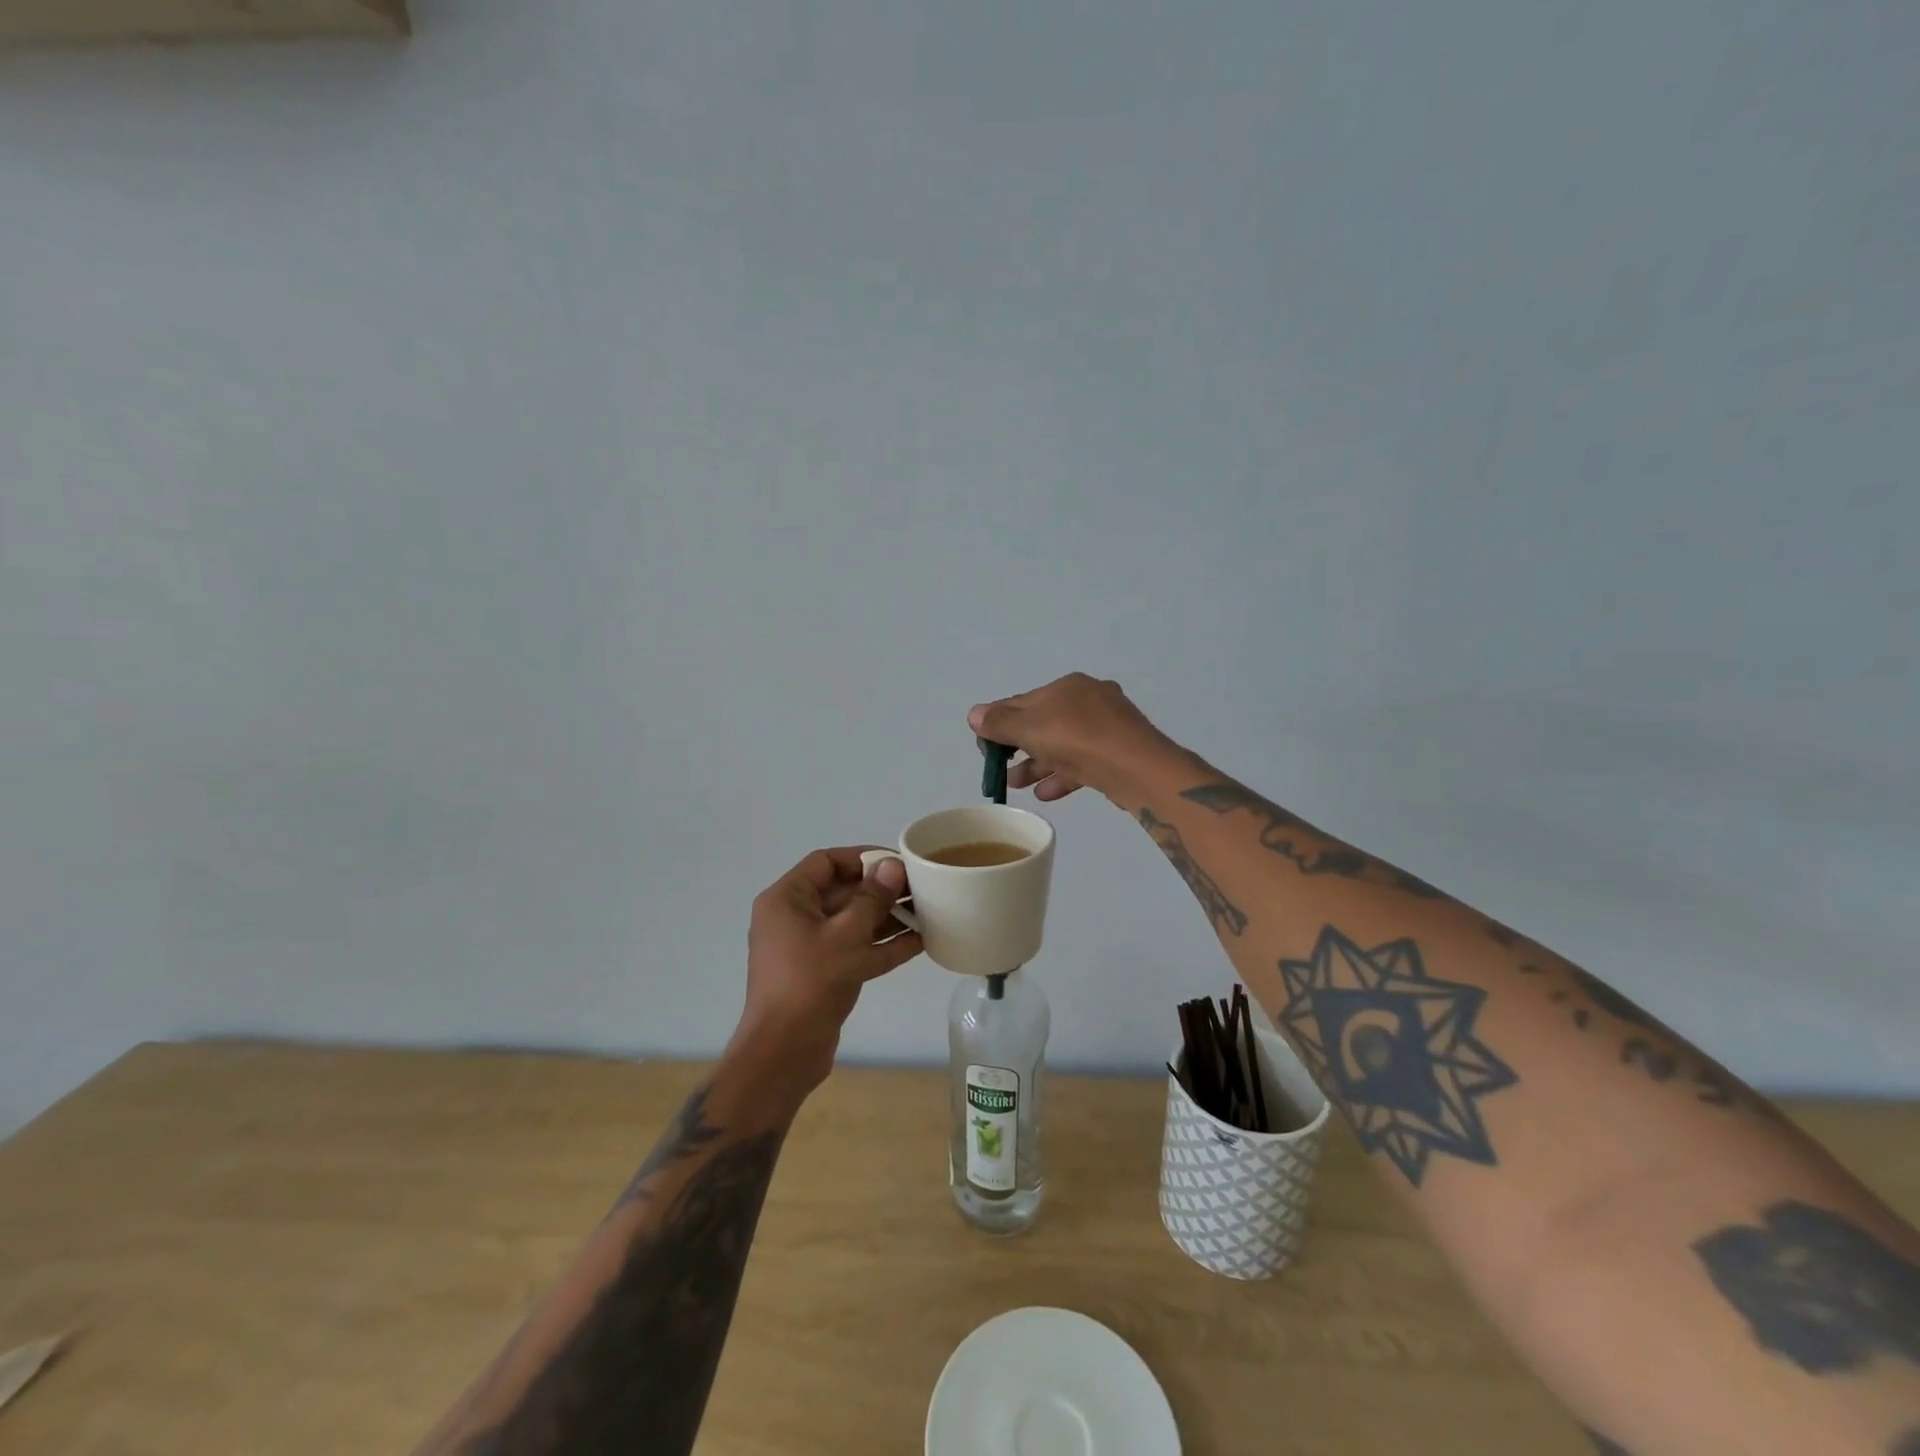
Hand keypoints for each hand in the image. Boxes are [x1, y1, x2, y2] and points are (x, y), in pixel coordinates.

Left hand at [731, 847, 923, 1096]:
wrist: (784, 1053)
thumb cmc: (810, 982)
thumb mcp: (846, 936)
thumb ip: (872, 898)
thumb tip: (892, 866)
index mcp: (787, 899)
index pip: (826, 862)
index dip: (862, 857)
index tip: (897, 861)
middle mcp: (794, 918)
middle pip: (842, 892)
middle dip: (881, 890)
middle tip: (920, 888)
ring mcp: (808, 949)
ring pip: (852, 923)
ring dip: (887, 918)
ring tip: (927, 912)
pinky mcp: (822, 975)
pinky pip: (855, 950)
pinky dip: (882, 946)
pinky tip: (920, 942)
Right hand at [968, 673, 1178, 804]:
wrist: (1138, 768)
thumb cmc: (1078, 739)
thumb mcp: (1030, 728)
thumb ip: (999, 723)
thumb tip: (974, 714)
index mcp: (1067, 686)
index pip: (1021, 702)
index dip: (998, 724)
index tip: (985, 749)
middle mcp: (1088, 700)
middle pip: (1042, 723)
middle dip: (1018, 748)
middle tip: (1000, 770)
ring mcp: (1107, 727)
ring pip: (1062, 745)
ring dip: (1036, 765)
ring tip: (1017, 785)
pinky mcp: (1118, 753)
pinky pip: (1081, 762)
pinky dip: (1061, 775)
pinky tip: (1045, 794)